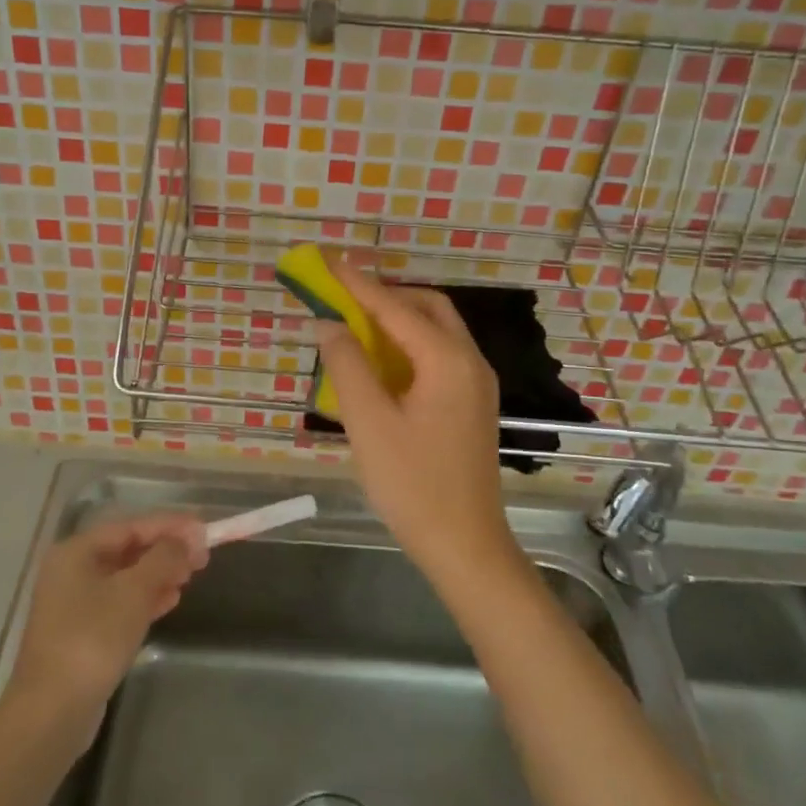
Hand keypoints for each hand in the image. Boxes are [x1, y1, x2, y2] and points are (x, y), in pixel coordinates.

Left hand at [4, 515, 207, 734]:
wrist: (52, 713)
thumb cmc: (92, 640)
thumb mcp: (134, 592)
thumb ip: (163, 559)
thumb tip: (185, 539)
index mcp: (76, 552)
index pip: (131, 526)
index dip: (170, 525)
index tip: (204, 528)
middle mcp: (71, 571)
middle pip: (128, 550)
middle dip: (166, 550)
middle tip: (202, 556)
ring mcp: (74, 604)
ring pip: (126, 577)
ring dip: (159, 574)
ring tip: (191, 576)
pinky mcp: (81, 633)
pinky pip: (120, 603)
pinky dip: (146, 598)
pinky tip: (171, 601)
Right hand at [315, 260, 518, 583]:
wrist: (465, 545)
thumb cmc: (412, 484)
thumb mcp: (369, 423)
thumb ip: (347, 366)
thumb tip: (329, 323)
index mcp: (447, 360)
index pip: (396, 308)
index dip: (358, 284)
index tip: (330, 261)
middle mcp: (470, 362)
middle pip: (427, 309)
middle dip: (385, 296)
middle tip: (345, 297)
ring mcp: (476, 384)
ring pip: (436, 333)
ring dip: (397, 322)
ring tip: (356, 326)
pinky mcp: (472, 405)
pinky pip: (439, 358)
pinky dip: (408, 348)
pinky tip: (381, 365)